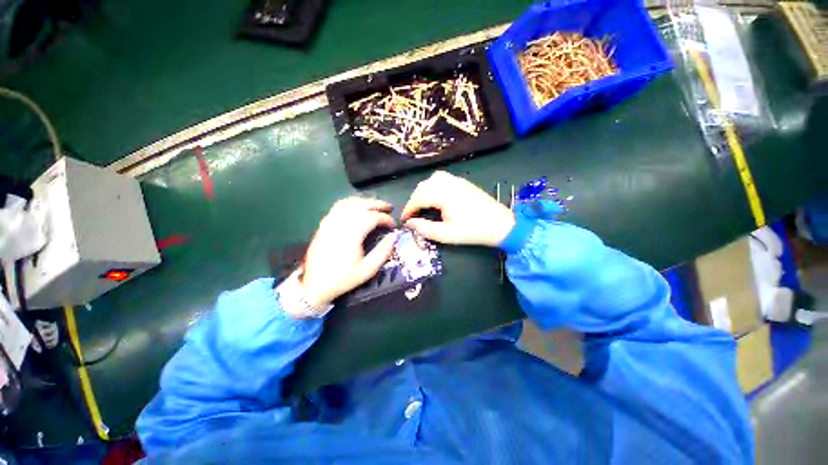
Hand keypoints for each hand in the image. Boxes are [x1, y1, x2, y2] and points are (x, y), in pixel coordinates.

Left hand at [301, 197, 397, 307]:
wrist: (314, 285)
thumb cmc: (343, 279)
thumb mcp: (367, 270)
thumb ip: (383, 252)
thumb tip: (393, 236)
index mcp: (351, 235)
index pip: (372, 217)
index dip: (385, 218)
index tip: (393, 225)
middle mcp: (340, 224)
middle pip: (361, 205)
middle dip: (377, 204)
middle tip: (389, 208)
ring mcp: (329, 222)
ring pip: (349, 202)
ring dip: (365, 201)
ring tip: (376, 205)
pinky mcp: (323, 224)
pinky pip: (338, 206)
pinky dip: (351, 202)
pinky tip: (357, 206)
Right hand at [401, 171, 514, 245]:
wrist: (500, 224)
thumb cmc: (472, 231)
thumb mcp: (446, 234)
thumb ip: (424, 228)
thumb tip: (409, 223)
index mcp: (444, 194)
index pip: (418, 198)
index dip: (408, 209)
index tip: (404, 221)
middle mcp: (448, 182)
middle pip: (423, 187)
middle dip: (414, 201)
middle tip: (412, 216)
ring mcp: (456, 180)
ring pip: (431, 180)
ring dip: (422, 193)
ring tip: (422, 207)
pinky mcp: (462, 182)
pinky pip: (441, 179)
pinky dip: (432, 188)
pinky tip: (435, 199)